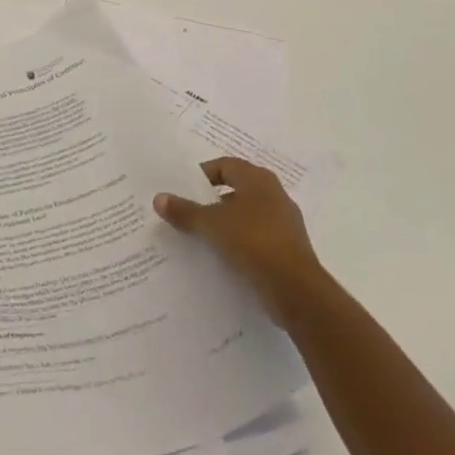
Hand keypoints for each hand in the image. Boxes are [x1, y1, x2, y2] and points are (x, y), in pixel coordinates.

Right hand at [155, 157, 321, 327]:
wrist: (295, 288)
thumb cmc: (252, 241)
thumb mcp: (211, 224)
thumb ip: (185, 211)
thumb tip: (158, 198)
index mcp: (258, 179)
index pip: (224, 166)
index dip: (202, 175)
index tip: (183, 190)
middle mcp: (274, 194)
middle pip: (236, 190)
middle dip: (211, 201)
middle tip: (188, 213)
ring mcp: (284, 222)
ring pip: (247, 216)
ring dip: (226, 224)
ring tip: (201, 238)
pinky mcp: (288, 249)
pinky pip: (257, 238)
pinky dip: (240, 244)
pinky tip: (224, 259)